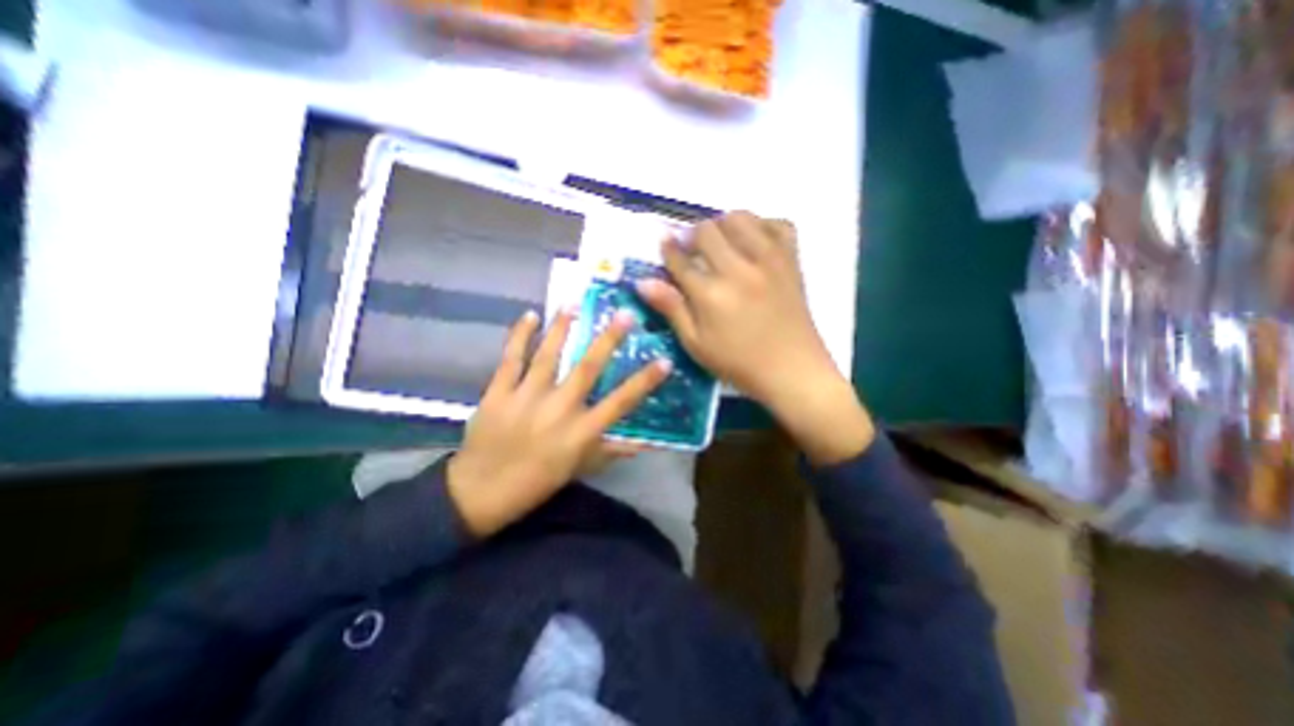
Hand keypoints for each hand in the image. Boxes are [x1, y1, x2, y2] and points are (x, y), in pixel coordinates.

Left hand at [447, 306, 667, 536]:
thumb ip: (611, 451)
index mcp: (581, 431)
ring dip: (563, 328)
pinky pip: (511, 358)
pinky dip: (520, 335)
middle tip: (624, 314)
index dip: (644, 381)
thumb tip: (643, 444)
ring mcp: (527, 397)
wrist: (481, 491)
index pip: (621, 401)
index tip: (664, 360)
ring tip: (574, 303)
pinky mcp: (499, 392)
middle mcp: (559, 408)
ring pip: (548, 355)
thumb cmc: (538, 481)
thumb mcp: (579, 468)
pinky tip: (530, 315)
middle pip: (587, 368)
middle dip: (608, 340)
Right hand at [638, 209, 878, 463]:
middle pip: (707, 230)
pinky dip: (762, 225)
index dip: (668, 248)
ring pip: (740, 217)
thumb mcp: (696, 344)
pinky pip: (778, 224)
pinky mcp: (791, 260)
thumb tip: (643, 282)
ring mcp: (768, 260)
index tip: (665, 244)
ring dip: (723, 225)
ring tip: (722, 243)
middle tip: (692, 250)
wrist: (792, 370)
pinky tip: (754, 242)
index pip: (680, 258)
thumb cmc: (738, 363)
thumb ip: (671, 309)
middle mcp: (738, 268)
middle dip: (692, 235)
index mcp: (710, 293)